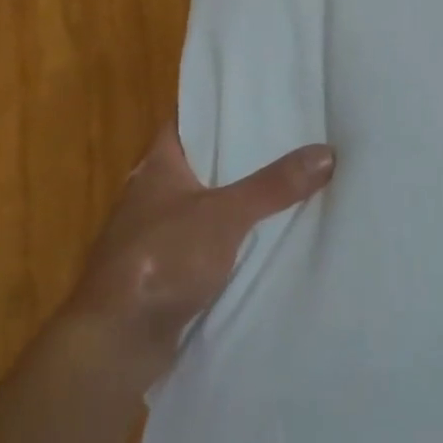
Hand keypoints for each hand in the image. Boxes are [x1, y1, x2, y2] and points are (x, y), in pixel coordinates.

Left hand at [63, 121, 333, 386]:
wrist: (115, 343)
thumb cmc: (161, 259)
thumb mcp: (225, 214)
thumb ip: (273, 185)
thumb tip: (327, 152)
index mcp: (158, 164)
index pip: (191, 119)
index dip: (222, 108)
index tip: (262, 99)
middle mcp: (154, 192)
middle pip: (205, 161)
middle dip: (243, 154)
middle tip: (292, 136)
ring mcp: (158, 233)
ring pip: (209, 203)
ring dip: (240, 197)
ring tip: (290, 180)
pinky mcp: (167, 269)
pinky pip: (208, 240)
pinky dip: (233, 236)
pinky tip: (267, 235)